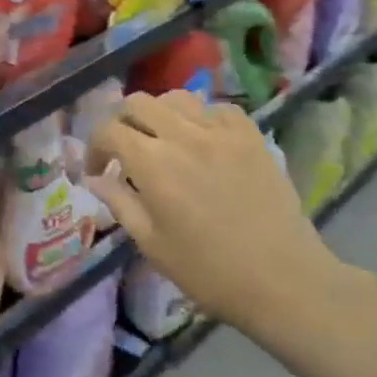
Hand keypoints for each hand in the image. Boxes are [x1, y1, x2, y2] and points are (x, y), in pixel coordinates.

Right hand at [87, 92, 365, 335]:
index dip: (95, 147)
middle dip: (122, 122)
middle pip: (138, 103)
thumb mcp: (152, 244)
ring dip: (159, 115)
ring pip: (177, 98)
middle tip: (124, 152)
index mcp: (152, 163)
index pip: (109, 130)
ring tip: (162, 141)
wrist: (281, 278)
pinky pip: (218, 108)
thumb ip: (119, 203)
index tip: (98, 171)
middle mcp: (183, 134)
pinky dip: (201, 117)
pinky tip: (204, 140)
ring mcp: (221, 130)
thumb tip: (95, 179)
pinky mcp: (251, 135)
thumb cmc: (208, 271)